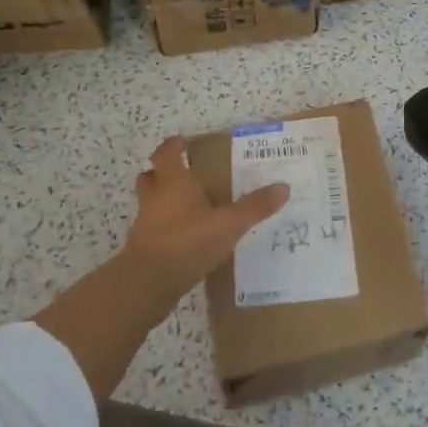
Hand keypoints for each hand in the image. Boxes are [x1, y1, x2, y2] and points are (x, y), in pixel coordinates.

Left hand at [122, 136, 288, 297]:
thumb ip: (255, 207)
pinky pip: (153, 230)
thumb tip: (284, 187)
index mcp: (172, 183)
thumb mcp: (229, 224)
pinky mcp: (143, 249)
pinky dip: (165, 229)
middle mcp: (154, 198)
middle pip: (150, 177)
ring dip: (163, 201)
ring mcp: (145, 224)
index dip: (172, 146)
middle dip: (162, 173)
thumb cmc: (187, 242)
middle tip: (184, 174)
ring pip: (150, 204)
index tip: (182, 142)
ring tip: (188, 208)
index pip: (165, 154)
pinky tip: (186, 239)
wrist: (147, 284)